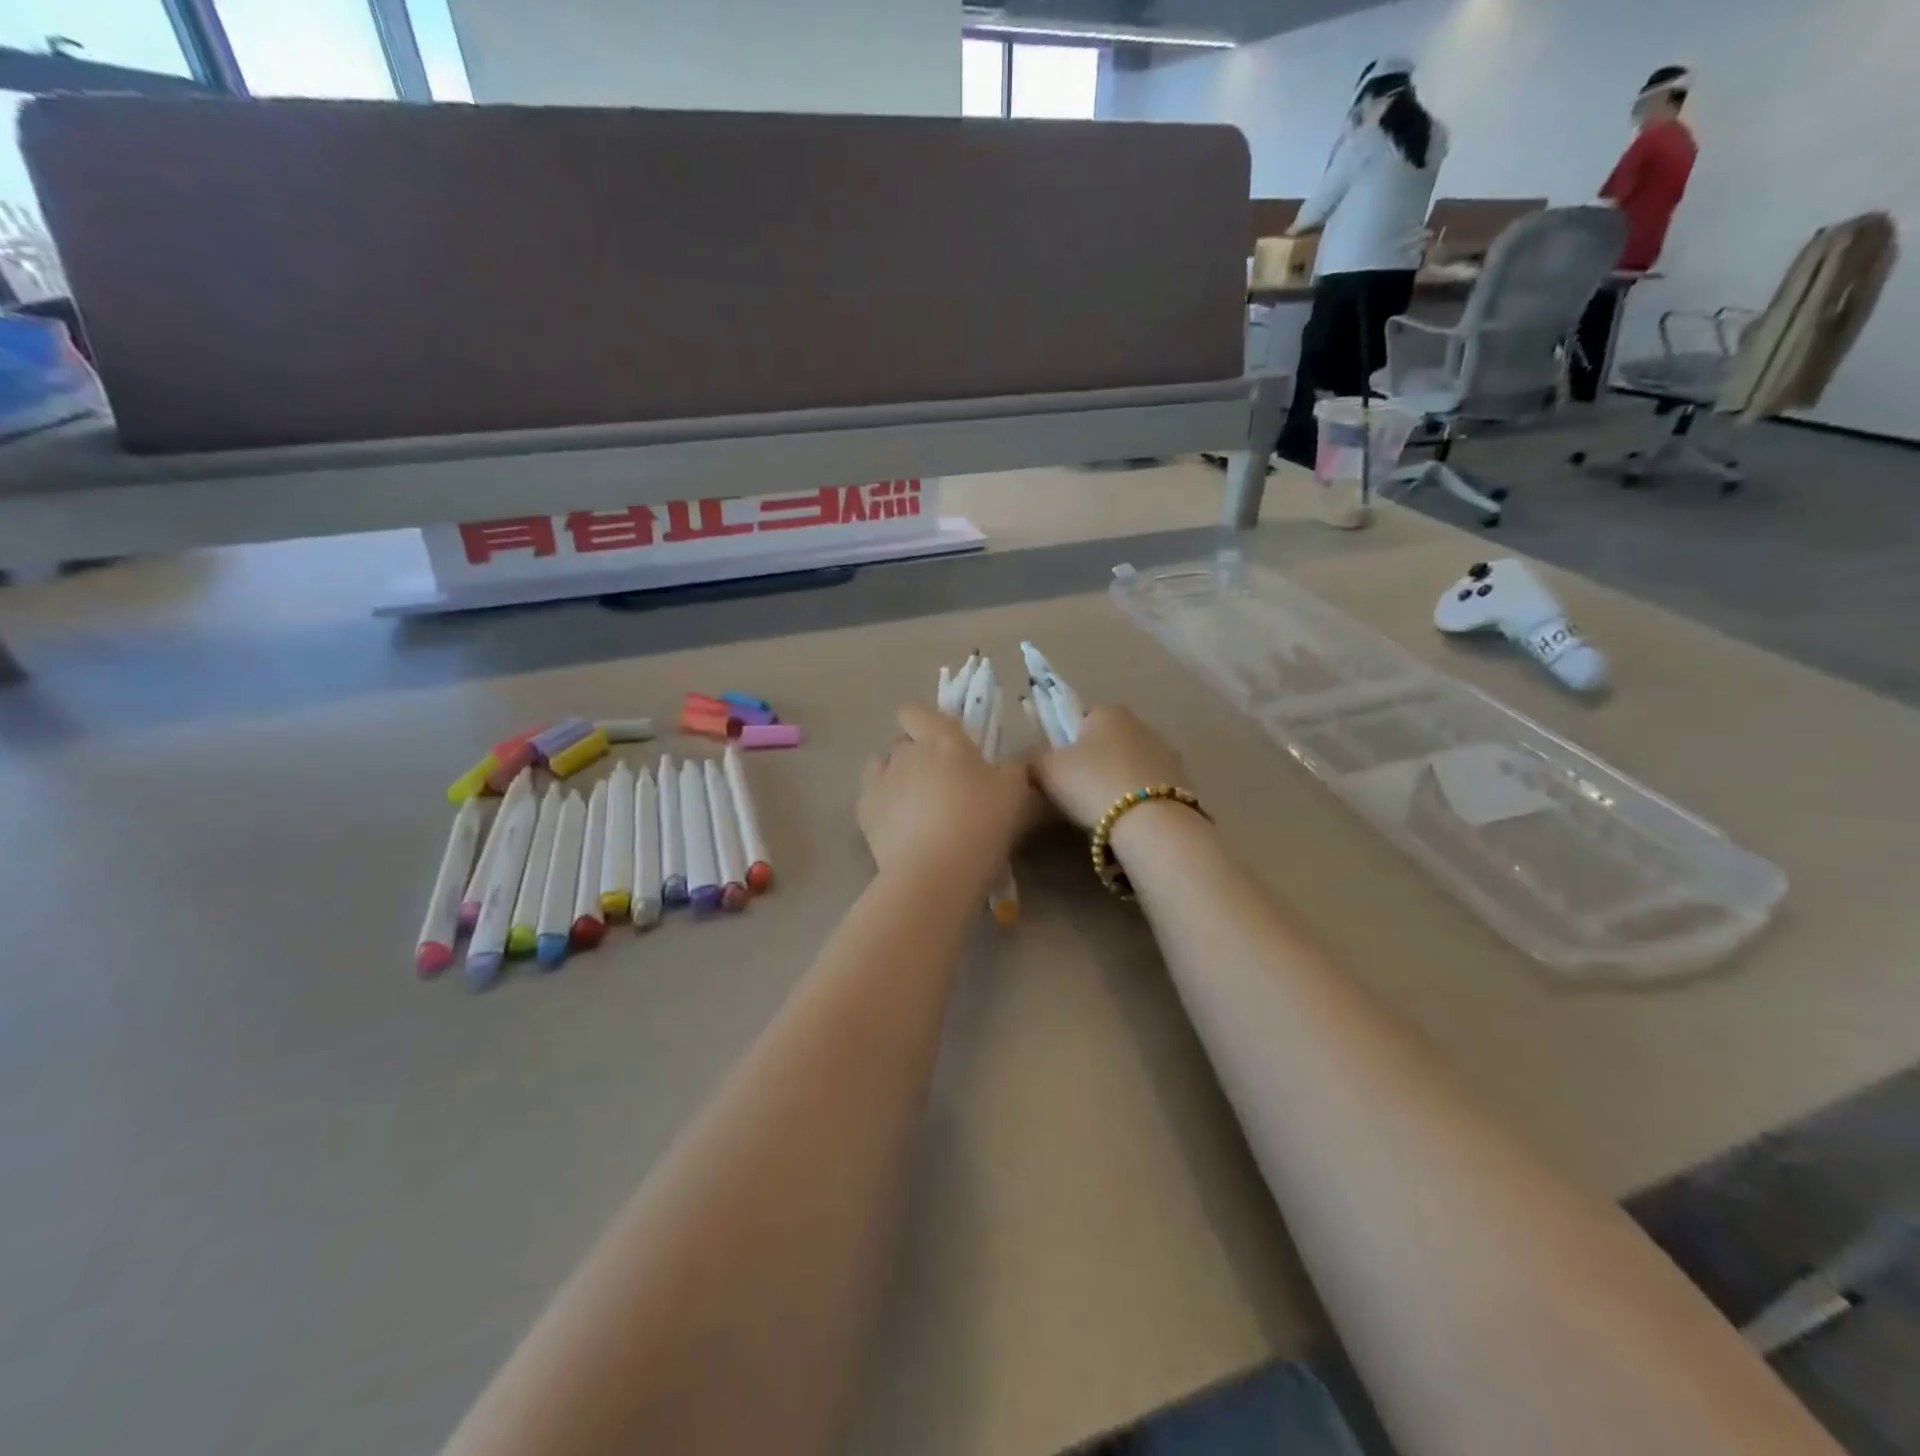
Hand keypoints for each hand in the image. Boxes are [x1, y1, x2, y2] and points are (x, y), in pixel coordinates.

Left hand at [859, 705, 1034, 885]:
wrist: (936, 871)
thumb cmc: (980, 823)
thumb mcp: (1015, 792)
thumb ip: (1013, 769)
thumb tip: (1011, 763)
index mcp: (941, 739)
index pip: (916, 712)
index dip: (923, 723)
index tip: (942, 744)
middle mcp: (906, 752)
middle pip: (904, 743)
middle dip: (918, 757)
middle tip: (942, 785)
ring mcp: (881, 780)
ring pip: (885, 767)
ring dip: (898, 779)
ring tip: (916, 807)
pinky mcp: (864, 811)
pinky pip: (871, 795)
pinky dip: (883, 804)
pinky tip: (898, 824)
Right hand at [1029, 705, 1185, 831]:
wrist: (1150, 822)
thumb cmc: (1092, 784)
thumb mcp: (1047, 770)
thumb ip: (1037, 758)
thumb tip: (1037, 759)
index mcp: (1107, 711)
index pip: (1081, 718)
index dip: (1067, 743)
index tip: (1061, 769)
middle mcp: (1141, 724)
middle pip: (1109, 741)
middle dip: (1096, 762)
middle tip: (1079, 792)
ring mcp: (1167, 752)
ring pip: (1131, 764)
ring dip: (1119, 780)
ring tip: (1105, 811)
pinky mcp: (1183, 782)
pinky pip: (1150, 787)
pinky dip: (1140, 799)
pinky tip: (1129, 820)